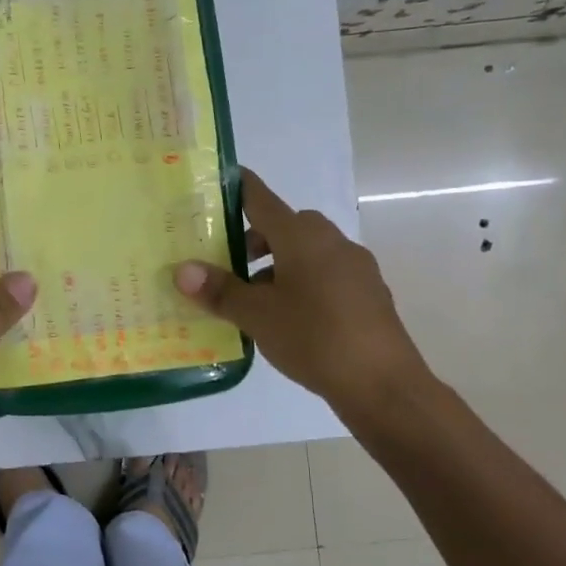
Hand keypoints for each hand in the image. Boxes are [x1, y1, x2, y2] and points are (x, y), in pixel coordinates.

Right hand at [175, 168, 432, 417]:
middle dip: (257, 239)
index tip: (221, 181)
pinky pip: (327, 274)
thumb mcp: (256, 315)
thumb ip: (220, 290)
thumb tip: (183, 271)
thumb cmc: (313, 338)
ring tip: (256, 300)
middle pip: (287, 226)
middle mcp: (332, 242)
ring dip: (280, 264)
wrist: (382, 384)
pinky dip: (303, 283)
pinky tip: (292, 318)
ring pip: (309, 252)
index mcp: (302, 237)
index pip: (262, 200)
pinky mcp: (368, 294)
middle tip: (230, 265)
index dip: (240, 189)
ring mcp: (356, 267)